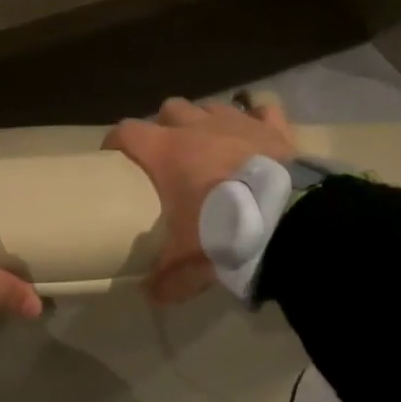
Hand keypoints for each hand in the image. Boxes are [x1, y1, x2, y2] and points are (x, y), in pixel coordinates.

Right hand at [103, 96, 297, 303]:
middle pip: (170, 109)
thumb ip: (167, 279)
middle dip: (165, 126)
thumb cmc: (224, 231)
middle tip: (167, 153)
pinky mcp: (273, 128)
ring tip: (210, 145)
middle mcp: (197, 127)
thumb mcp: (189, 262)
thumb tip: (151, 295)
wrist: (287, 220)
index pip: (127, 132)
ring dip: (205, 122)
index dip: (116, 142)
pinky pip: (262, 112)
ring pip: (211, 106)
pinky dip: (256, 121)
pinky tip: (256, 135)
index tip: (113, 156)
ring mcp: (237, 122)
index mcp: (166, 152)